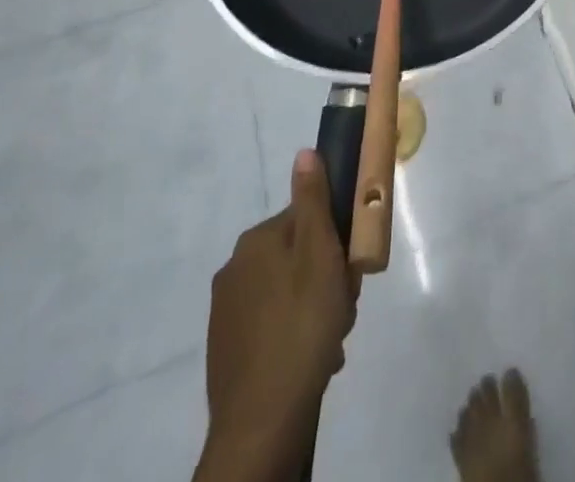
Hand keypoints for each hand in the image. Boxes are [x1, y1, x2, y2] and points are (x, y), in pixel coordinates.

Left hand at [197, 151, 358, 481]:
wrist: (261, 423)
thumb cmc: (301, 326)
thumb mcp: (319, 254)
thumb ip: (314, 201)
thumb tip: (304, 152)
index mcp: (256, 241)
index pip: (306, 220)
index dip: (334, 241)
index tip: (348, 270)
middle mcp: (234, 268)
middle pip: (297, 257)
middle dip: (325, 279)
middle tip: (342, 309)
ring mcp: (226, 312)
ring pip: (288, 294)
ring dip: (314, 310)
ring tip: (329, 341)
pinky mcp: (226, 350)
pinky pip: (272, 327)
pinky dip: (294, 337)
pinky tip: (310, 360)